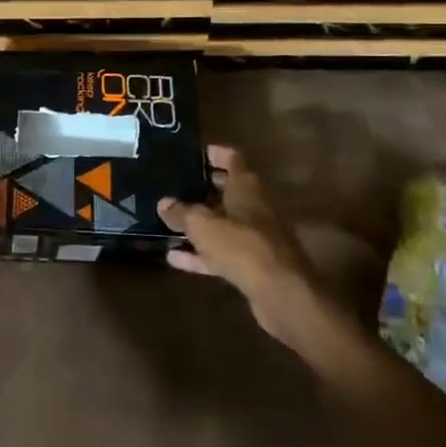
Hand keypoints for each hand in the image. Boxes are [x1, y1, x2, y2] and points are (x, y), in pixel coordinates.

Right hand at [159, 145, 375, 349]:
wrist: (281, 293)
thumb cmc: (241, 245)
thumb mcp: (202, 225)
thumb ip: (181, 213)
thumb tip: (164, 203)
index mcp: (247, 186)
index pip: (232, 158)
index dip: (213, 153)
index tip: (192, 153)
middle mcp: (255, 206)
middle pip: (228, 190)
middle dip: (203, 188)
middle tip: (175, 186)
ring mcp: (257, 236)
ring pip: (224, 223)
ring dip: (200, 224)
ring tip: (170, 221)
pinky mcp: (254, 264)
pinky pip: (222, 252)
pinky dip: (201, 253)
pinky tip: (175, 257)